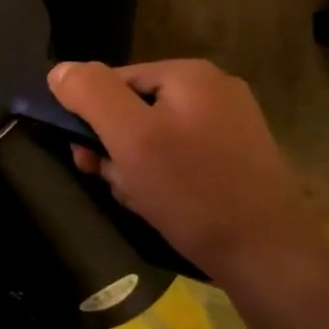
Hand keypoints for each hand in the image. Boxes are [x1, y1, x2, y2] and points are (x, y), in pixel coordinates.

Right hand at [48, 59, 328, 291]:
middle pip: (133, 109)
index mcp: (189, 74)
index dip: (91, 119)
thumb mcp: (130, 138)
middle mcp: (213, 89)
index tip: (88, 160)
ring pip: (154, 137)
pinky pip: (181, 157)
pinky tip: (165, 206)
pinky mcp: (238, 157)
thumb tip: (60, 70)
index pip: (112, 81)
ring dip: (135, 168)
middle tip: (118, 183)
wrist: (269, 258)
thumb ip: (91, 95)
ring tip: (143, 200)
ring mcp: (231, 124)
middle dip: (116, 148)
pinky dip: (163, 179)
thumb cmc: (193, 192)